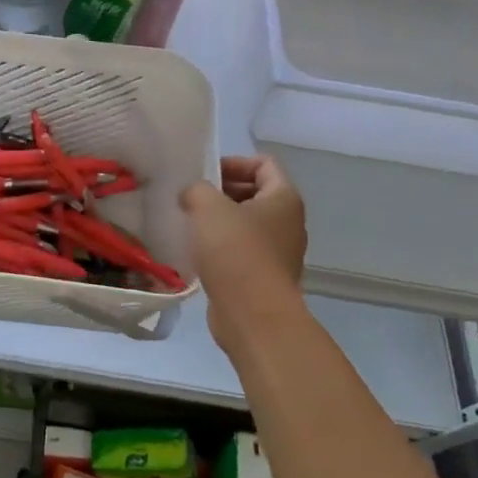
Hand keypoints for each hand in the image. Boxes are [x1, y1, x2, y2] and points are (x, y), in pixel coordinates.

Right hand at [181, 156, 306, 347]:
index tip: (206, 175)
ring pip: (246, 224)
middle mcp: (288, 223)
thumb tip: (193, 195)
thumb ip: (196, 189)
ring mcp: (279, 253)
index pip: (264, 164)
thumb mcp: (207, 206)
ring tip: (189, 225)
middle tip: (191, 199)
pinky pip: (241, 251)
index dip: (234, 162)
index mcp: (284, 198)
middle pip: (255, 193)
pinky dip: (220, 247)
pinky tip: (197, 253)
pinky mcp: (264, 277)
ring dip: (218, 221)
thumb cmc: (235, 251)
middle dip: (222, 191)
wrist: (253, 315)